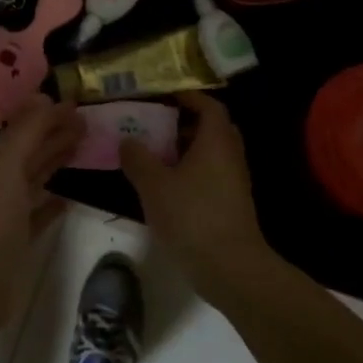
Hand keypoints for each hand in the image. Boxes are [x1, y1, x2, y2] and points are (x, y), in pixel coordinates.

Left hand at [0, 96, 81, 347]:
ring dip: (56, 163)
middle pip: (32, 152)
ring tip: (84, 151)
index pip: (26, 130)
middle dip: (56, 135)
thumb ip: (26, 132)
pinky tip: (69, 199)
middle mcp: (1, 183)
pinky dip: (53, 204)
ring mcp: (9, 214)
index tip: (80, 106)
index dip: (49, 116)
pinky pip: (39, 214)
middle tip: (89, 124)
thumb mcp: (7, 167)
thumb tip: (46, 98)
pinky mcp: (18, 241)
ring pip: (37, 179)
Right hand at [121, 92, 268, 307]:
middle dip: (186, 123)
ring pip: (212, 154)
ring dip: (187, 149)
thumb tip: (127, 141)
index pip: (209, 106)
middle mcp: (230, 156)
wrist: (229, 266)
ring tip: (156, 155)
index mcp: (216, 141)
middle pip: (213, 128)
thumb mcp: (154, 185)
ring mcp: (234, 182)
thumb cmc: (192, 216)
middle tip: (158, 125)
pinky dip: (191, 171)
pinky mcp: (231, 204)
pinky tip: (167, 186)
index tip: (165, 96)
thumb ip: (138, 159)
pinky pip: (211, 174)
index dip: (189, 97)